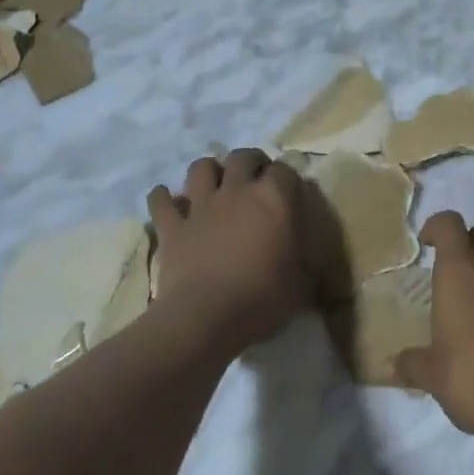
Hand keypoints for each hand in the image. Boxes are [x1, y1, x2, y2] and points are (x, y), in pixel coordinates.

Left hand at [147, 149, 319, 355]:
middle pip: (242, 156)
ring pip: (201, 167)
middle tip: (255, 177)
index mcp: (273, 199)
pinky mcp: (173, 226)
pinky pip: (161, 202)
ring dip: (208, 170)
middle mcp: (237, 191)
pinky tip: (166, 201)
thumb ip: (306, 263)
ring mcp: (201, 206)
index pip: (285, 170)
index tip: (289, 191)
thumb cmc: (262, 299)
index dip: (287, 178)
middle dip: (250, 161)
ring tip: (214, 183)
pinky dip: (163, 198)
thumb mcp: (301, 285)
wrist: (206, 318)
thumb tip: (312, 262)